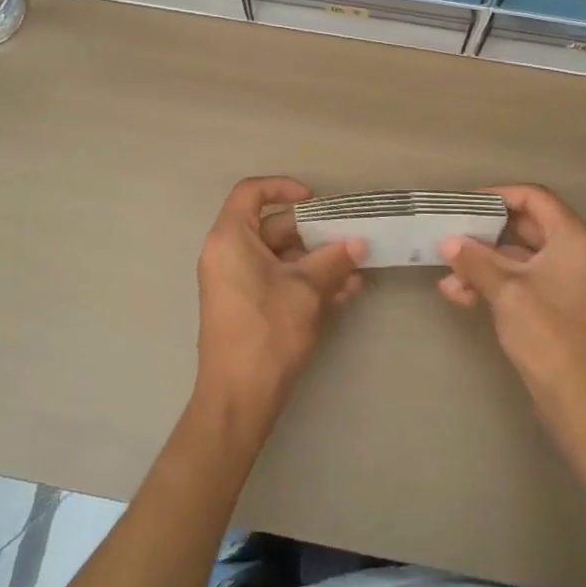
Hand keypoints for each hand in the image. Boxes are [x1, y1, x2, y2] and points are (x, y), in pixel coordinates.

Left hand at [192, 177, 365, 432]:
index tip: (316, 200)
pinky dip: (305, 282)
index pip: (251, 192)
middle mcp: (227, 253)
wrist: (238, 398)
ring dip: (317, 261)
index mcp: (230, 238)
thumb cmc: (267, 332)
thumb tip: (359, 241)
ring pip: (280, 256)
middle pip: (272, 225)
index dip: (284, 187)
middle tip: (348, 238)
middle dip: (314, 233)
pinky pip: (276, 279)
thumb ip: (334, 260)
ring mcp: (235, 281)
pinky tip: (343, 294)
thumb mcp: (307, 290)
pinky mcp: (245, 304)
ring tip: (356, 273)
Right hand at [437, 185, 585, 444]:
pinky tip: (459, 295)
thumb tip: (447, 241)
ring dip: (482, 263)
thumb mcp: (507, 292)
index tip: (462, 204)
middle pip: (523, 225)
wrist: (582, 403)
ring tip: (447, 276)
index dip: (497, 195)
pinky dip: (492, 283)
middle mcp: (573, 252)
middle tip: (448, 234)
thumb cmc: (550, 336)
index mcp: (573, 238)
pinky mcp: (554, 305)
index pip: (534, 197)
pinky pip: (519, 280)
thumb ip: (476, 260)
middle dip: (483, 233)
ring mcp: (565, 280)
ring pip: (516, 256)